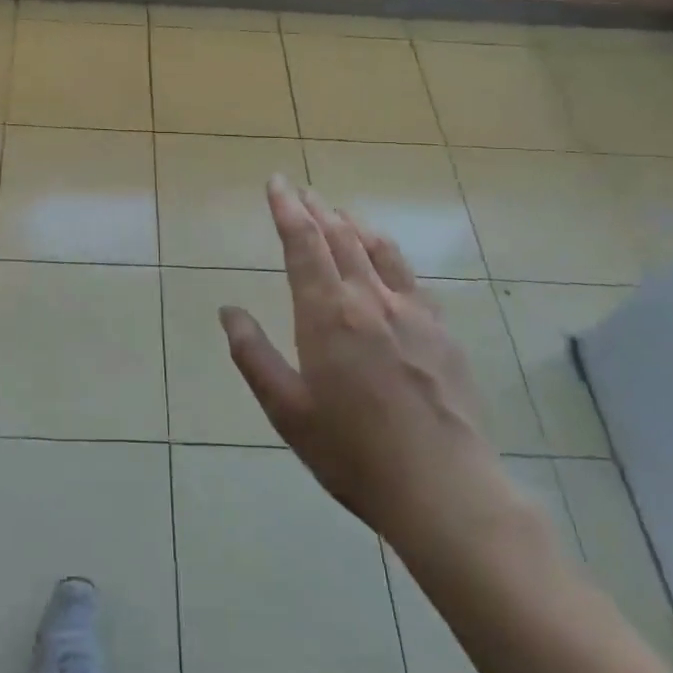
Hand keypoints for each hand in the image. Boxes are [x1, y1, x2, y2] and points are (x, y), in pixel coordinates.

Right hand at [221, 176, 529, 574]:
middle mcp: (369, 299)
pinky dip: (387, 251)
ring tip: (336, 211)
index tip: (276, 182)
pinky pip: (408, 275)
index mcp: (327, 314)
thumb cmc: (352, 452)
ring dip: (351, 223)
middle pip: (340, 236)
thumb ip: (254, 355)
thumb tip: (228, 310)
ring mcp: (411, 312)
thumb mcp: (287, 410)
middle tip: (299, 189)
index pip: (303, 243)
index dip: (287, 208)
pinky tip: (384, 258)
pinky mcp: (440, 331)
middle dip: (315, 208)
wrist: (444, 489)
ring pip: (377, 248)